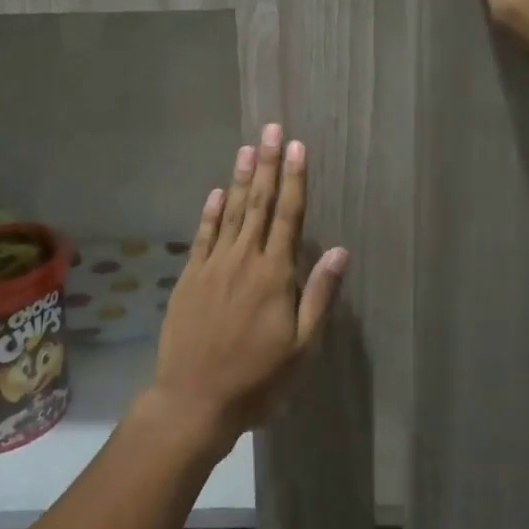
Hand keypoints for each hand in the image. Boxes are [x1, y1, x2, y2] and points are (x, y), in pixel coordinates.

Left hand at [148, 123, 348, 453]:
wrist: (194, 400)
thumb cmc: (257, 380)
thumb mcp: (302, 348)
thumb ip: (319, 296)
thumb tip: (338, 251)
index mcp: (275, 275)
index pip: (288, 216)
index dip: (294, 179)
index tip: (297, 147)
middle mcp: (244, 260)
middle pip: (259, 204)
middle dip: (268, 164)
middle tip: (271, 129)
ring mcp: (213, 266)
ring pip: (231, 213)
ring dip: (240, 178)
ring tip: (248, 147)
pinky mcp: (190, 277)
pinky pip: (203, 236)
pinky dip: (211, 212)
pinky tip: (216, 191)